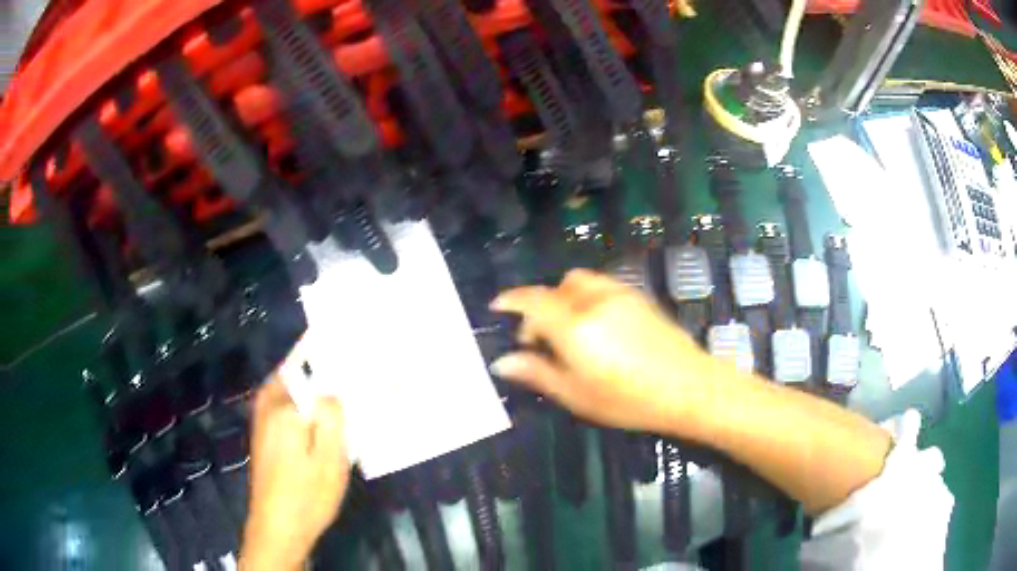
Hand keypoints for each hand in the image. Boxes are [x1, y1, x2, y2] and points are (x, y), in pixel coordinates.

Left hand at [240, 377, 349, 570]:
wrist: (278, 528)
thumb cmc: (308, 496)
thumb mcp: (331, 459)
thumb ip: (331, 417)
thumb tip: (332, 388)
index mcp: (283, 407)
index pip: (308, 366)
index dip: (331, 359)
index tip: (354, 356)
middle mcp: (268, 406)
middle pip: (295, 372)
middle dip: (320, 368)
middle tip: (350, 373)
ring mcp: (263, 421)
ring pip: (290, 389)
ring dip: (311, 386)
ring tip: (339, 391)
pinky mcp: (264, 435)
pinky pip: (285, 405)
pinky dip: (302, 403)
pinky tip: (320, 419)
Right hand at [490, 269, 747, 435]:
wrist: (689, 387)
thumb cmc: (629, 400)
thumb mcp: (577, 395)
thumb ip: (537, 373)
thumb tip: (502, 362)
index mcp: (573, 326)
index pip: (532, 300)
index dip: (511, 300)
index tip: (498, 306)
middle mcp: (593, 301)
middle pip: (555, 289)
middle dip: (539, 307)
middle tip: (540, 340)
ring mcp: (619, 294)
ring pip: (579, 282)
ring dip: (564, 298)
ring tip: (569, 330)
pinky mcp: (638, 297)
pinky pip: (601, 286)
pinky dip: (586, 297)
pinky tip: (597, 327)